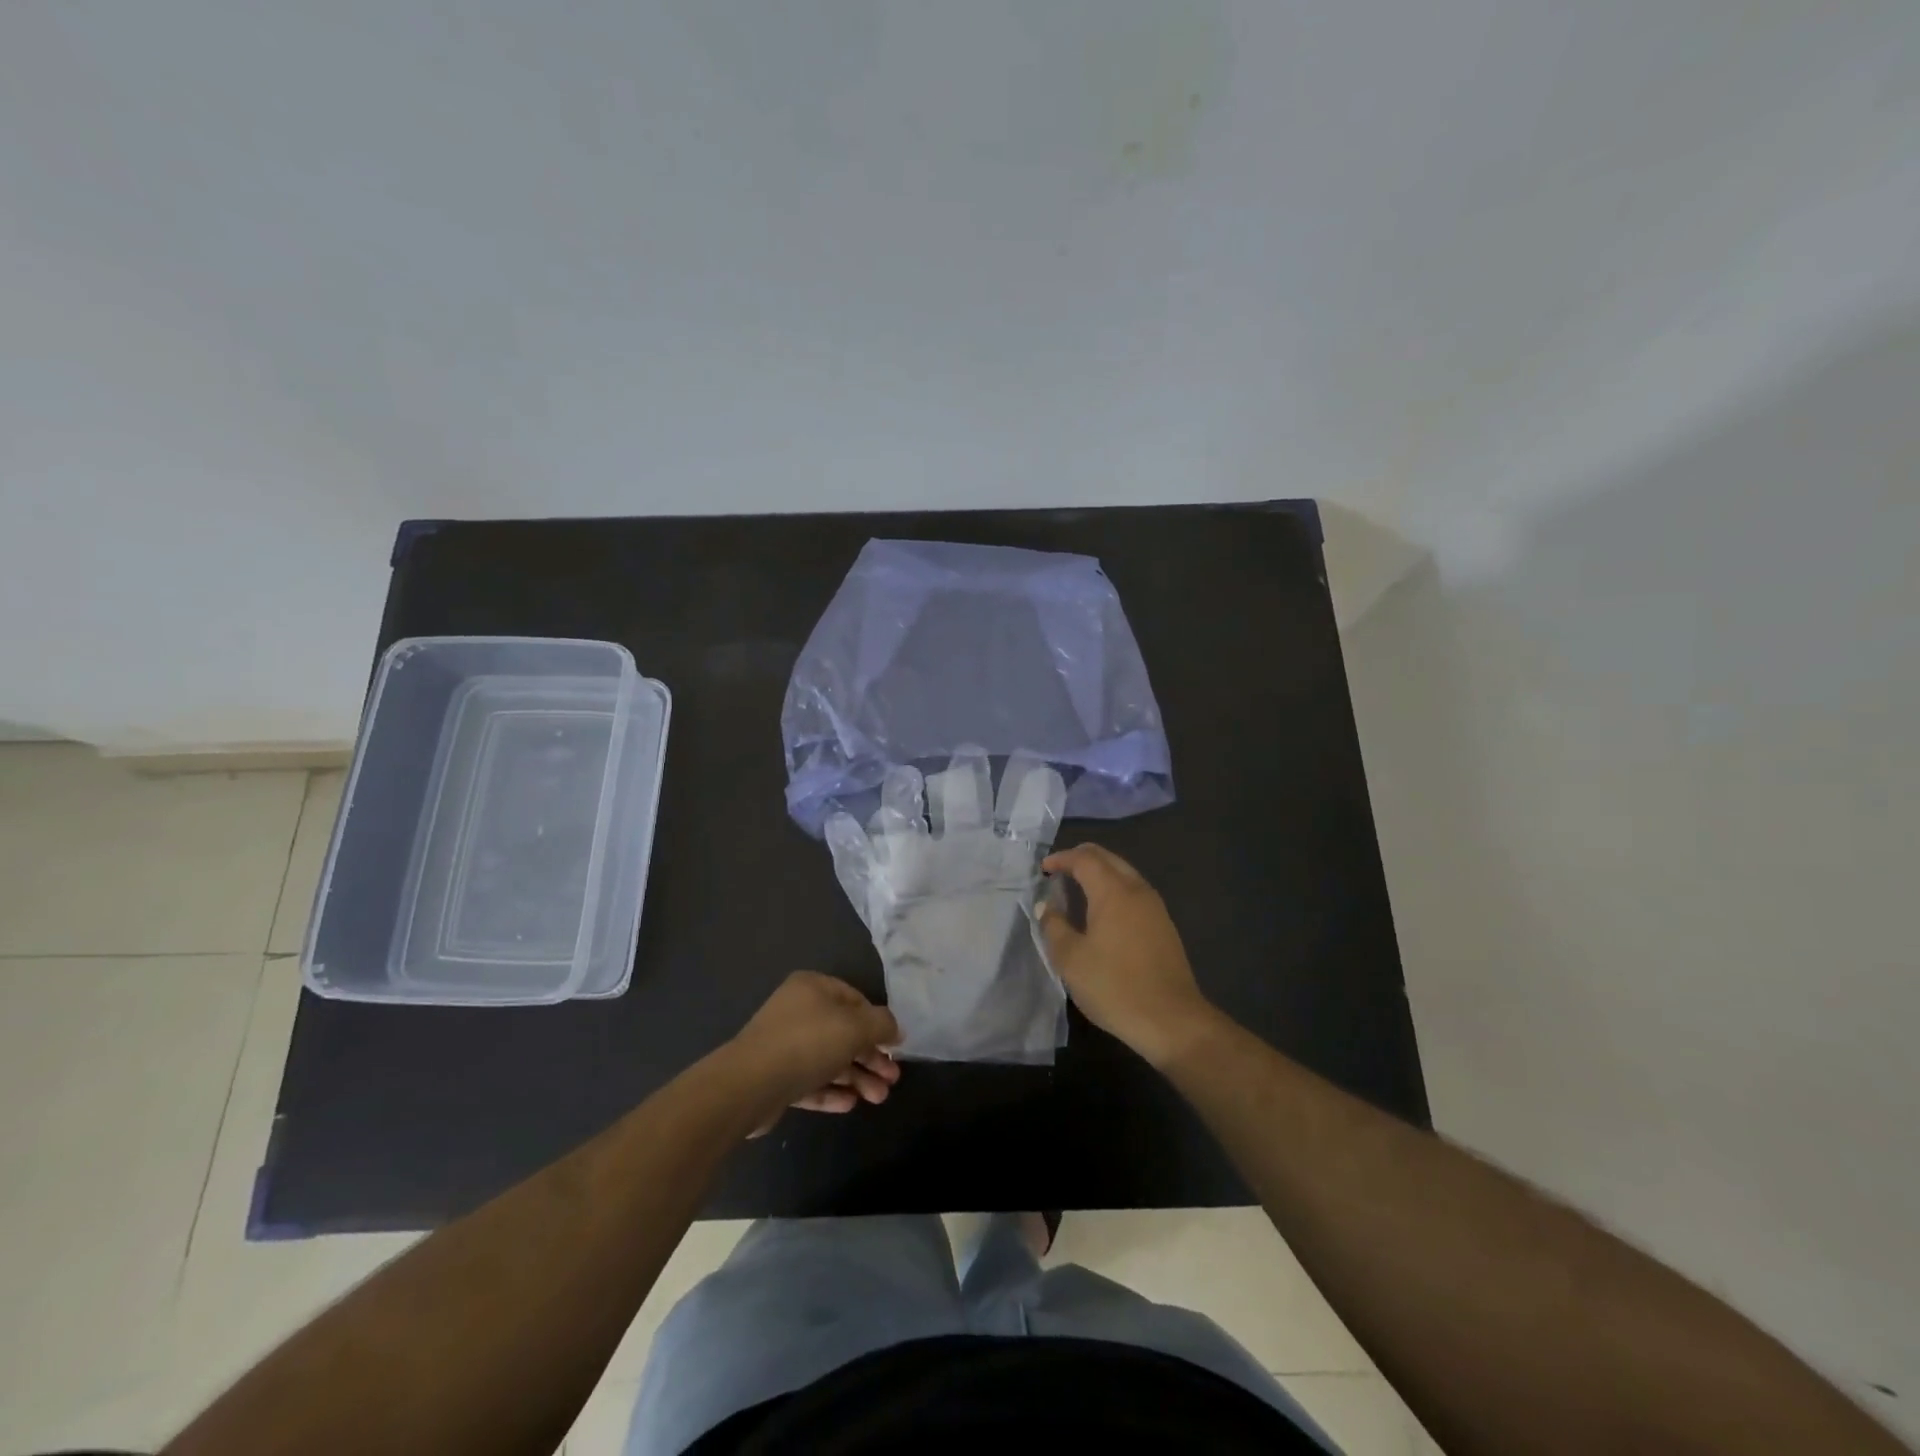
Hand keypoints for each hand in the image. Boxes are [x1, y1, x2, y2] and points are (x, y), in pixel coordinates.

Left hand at [726, 971, 901, 1133]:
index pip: (854, 999)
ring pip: (829, 1059)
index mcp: (813, 988)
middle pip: (843, 1033)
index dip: (878, 1022)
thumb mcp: (855, 1027)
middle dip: (870, 1057)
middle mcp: (797, 1012)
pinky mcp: (776, 1078)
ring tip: (878, 1099)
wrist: (749, 1085)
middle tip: (892, 1079)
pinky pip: (810, 1081)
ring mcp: (784, 1045)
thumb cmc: (808, 1043)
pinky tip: (850, 1105)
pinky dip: (832, 1091)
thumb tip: (895, 1028)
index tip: (896, 1046)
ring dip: (857, 1077)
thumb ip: (881, 1024)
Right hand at [1038, 843, 1219, 1069]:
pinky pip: (1134, 892)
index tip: (1044, 868)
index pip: (1084, 858)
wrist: (1171, 1020)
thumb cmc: (1114, 986)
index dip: (1062, 858)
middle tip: (1059, 871)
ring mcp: (1155, 907)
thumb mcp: (1071, 959)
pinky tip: (1102, 912)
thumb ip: (1054, 926)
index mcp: (1113, 891)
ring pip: (1124, 873)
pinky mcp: (1164, 925)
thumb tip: (1047, 906)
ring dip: (1100, 873)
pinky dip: (1114, 889)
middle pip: (1108, 859)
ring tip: (1077, 890)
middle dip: (1081, 858)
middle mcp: (1137, 890)